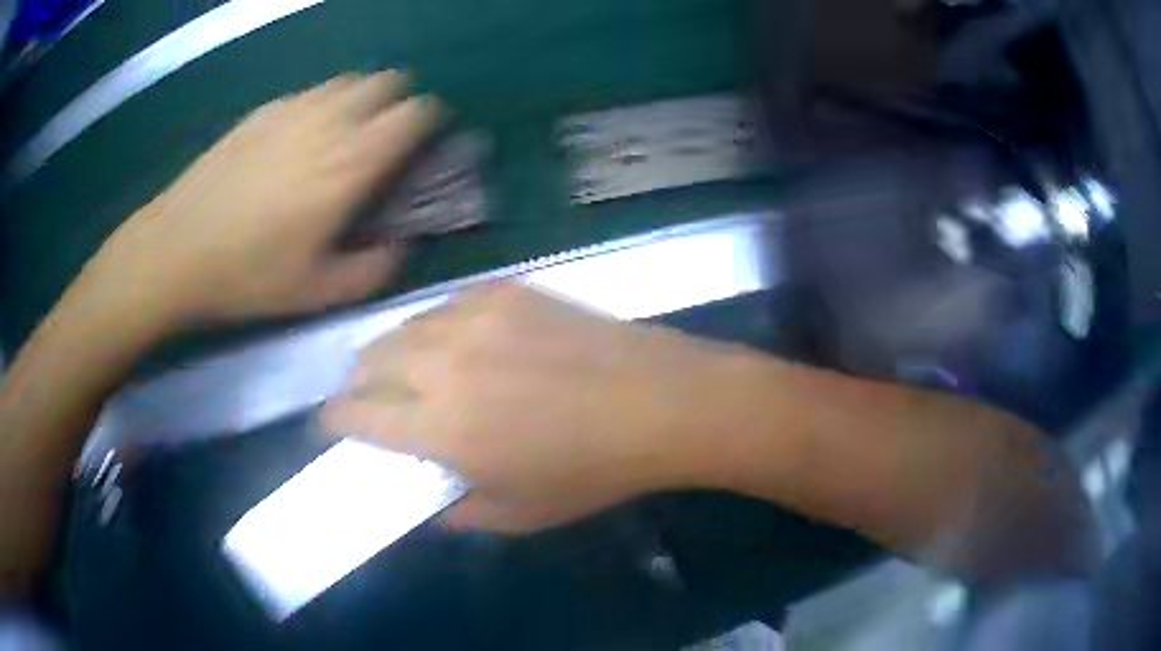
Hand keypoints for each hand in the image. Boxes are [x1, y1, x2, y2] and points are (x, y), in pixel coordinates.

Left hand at [82, 70, 439, 324]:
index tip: (424, 144)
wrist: (175, 249)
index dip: (429, 122)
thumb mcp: (317, 293)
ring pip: (348, 81)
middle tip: (385, 139)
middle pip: (386, 82)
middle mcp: (329, 121)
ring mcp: (293, 109)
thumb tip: (401, 247)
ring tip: (346, 134)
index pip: (414, 113)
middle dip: (398, 102)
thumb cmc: (247, 275)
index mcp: (350, 163)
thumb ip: (372, 270)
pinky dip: (324, 103)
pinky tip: (302, 136)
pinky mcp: (262, 111)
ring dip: (362, 99)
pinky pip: (311, 92)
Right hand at [321, 283, 754, 532]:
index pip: (355, 414)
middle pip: (367, 360)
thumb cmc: (591, 471)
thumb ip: (456, 510)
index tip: (335, 427)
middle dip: (358, 384)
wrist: (658, 402)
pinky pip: (445, 305)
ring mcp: (473, 316)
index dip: (335, 421)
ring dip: (392, 352)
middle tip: (372, 401)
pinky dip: (434, 328)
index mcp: (439, 425)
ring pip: (402, 327)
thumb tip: (425, 499)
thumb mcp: (518, 513)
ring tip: (408, 370)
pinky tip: (457, 343)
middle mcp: (442, 362)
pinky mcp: (505, 290)